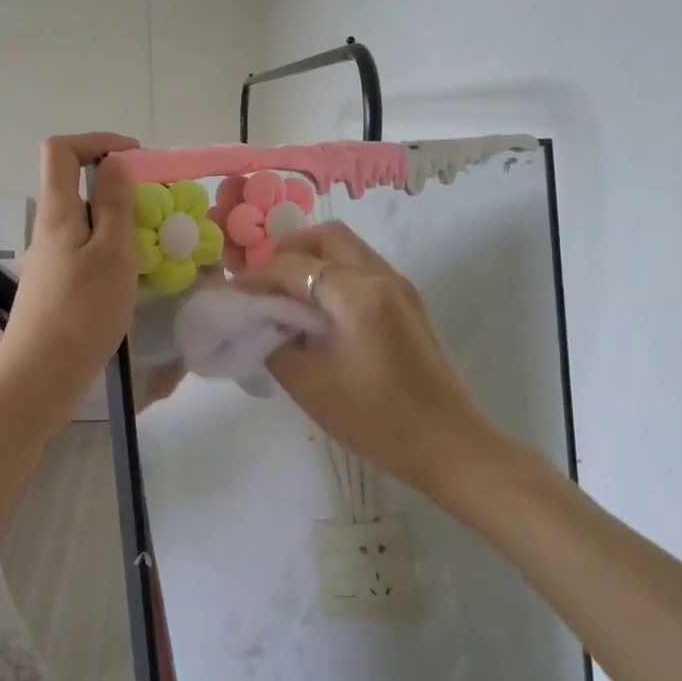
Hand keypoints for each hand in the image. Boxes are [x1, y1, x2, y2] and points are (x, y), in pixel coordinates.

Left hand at [0, 132, 139, 397]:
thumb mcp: (112, 252)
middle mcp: (48, 229)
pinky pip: (85, 252)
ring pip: (84, 223)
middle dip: (117, 186)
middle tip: (156, 210)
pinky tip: (132, 278)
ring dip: (118, 223)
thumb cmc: (82, 310)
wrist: (41, 376)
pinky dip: (111, 251)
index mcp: (57, 211)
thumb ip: (114, 204)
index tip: (135, 158)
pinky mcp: (55, 287)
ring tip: (151, 247)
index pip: (61, 150)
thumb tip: (113, 162)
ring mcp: (49, 260)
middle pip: (75, 186)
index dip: (97, 141)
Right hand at [232, 223, 499, 493]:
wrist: (447, 443)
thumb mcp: (307, 384)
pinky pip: (364, 269)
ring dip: (314, 260)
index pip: (294, 265)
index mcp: (355, 292)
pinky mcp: (409, 303)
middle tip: (265, 283)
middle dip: (289, 252)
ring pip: (349, 249)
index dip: (258, 276)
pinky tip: (321, 310)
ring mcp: (400, 287)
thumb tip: (263, 321)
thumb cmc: (373, 417)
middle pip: (327, 237)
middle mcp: (381, 276)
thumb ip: (275, 342)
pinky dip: (336, 274)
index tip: (234, 293)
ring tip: (288, 296)